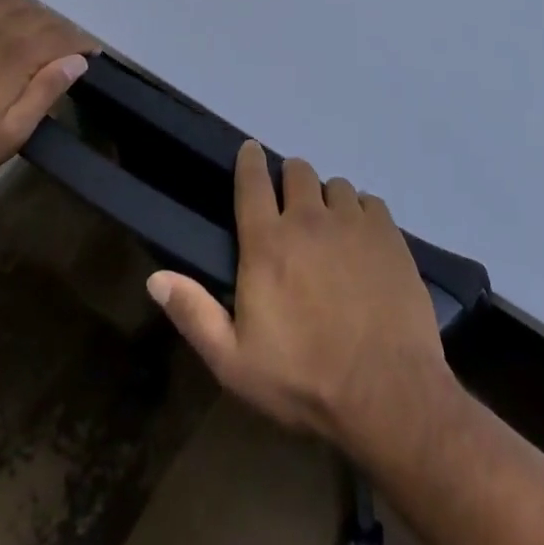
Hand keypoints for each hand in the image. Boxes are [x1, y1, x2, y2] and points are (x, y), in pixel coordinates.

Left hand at [0, 0, 92, 192]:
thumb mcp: (9, 135)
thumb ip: (44, 94)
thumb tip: (76, 61)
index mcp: (13, 60)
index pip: (57, 38)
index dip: (79, 41)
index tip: (93, 51)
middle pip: (36, 18)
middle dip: (59, 27)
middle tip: (70, 43)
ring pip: (6, 5)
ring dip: (30, 9)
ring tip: (42, 23)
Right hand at [147, 142, 455, 454]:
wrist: (386, 393)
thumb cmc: (303, 380)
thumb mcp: (234, 362)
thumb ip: (194, 314)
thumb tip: (155, 278)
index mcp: (267, 243)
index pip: (252, 181)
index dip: (249, 161)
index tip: (250, 151)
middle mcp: (308, 218)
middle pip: (297, 171)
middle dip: (291, 182)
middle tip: (293, 210)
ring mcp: (352, 221)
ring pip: (335, 185)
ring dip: (327, 200)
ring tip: (330, 230)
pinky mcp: (388, 232)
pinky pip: (369, 202)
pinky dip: (361, 214)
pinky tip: (363, 242)